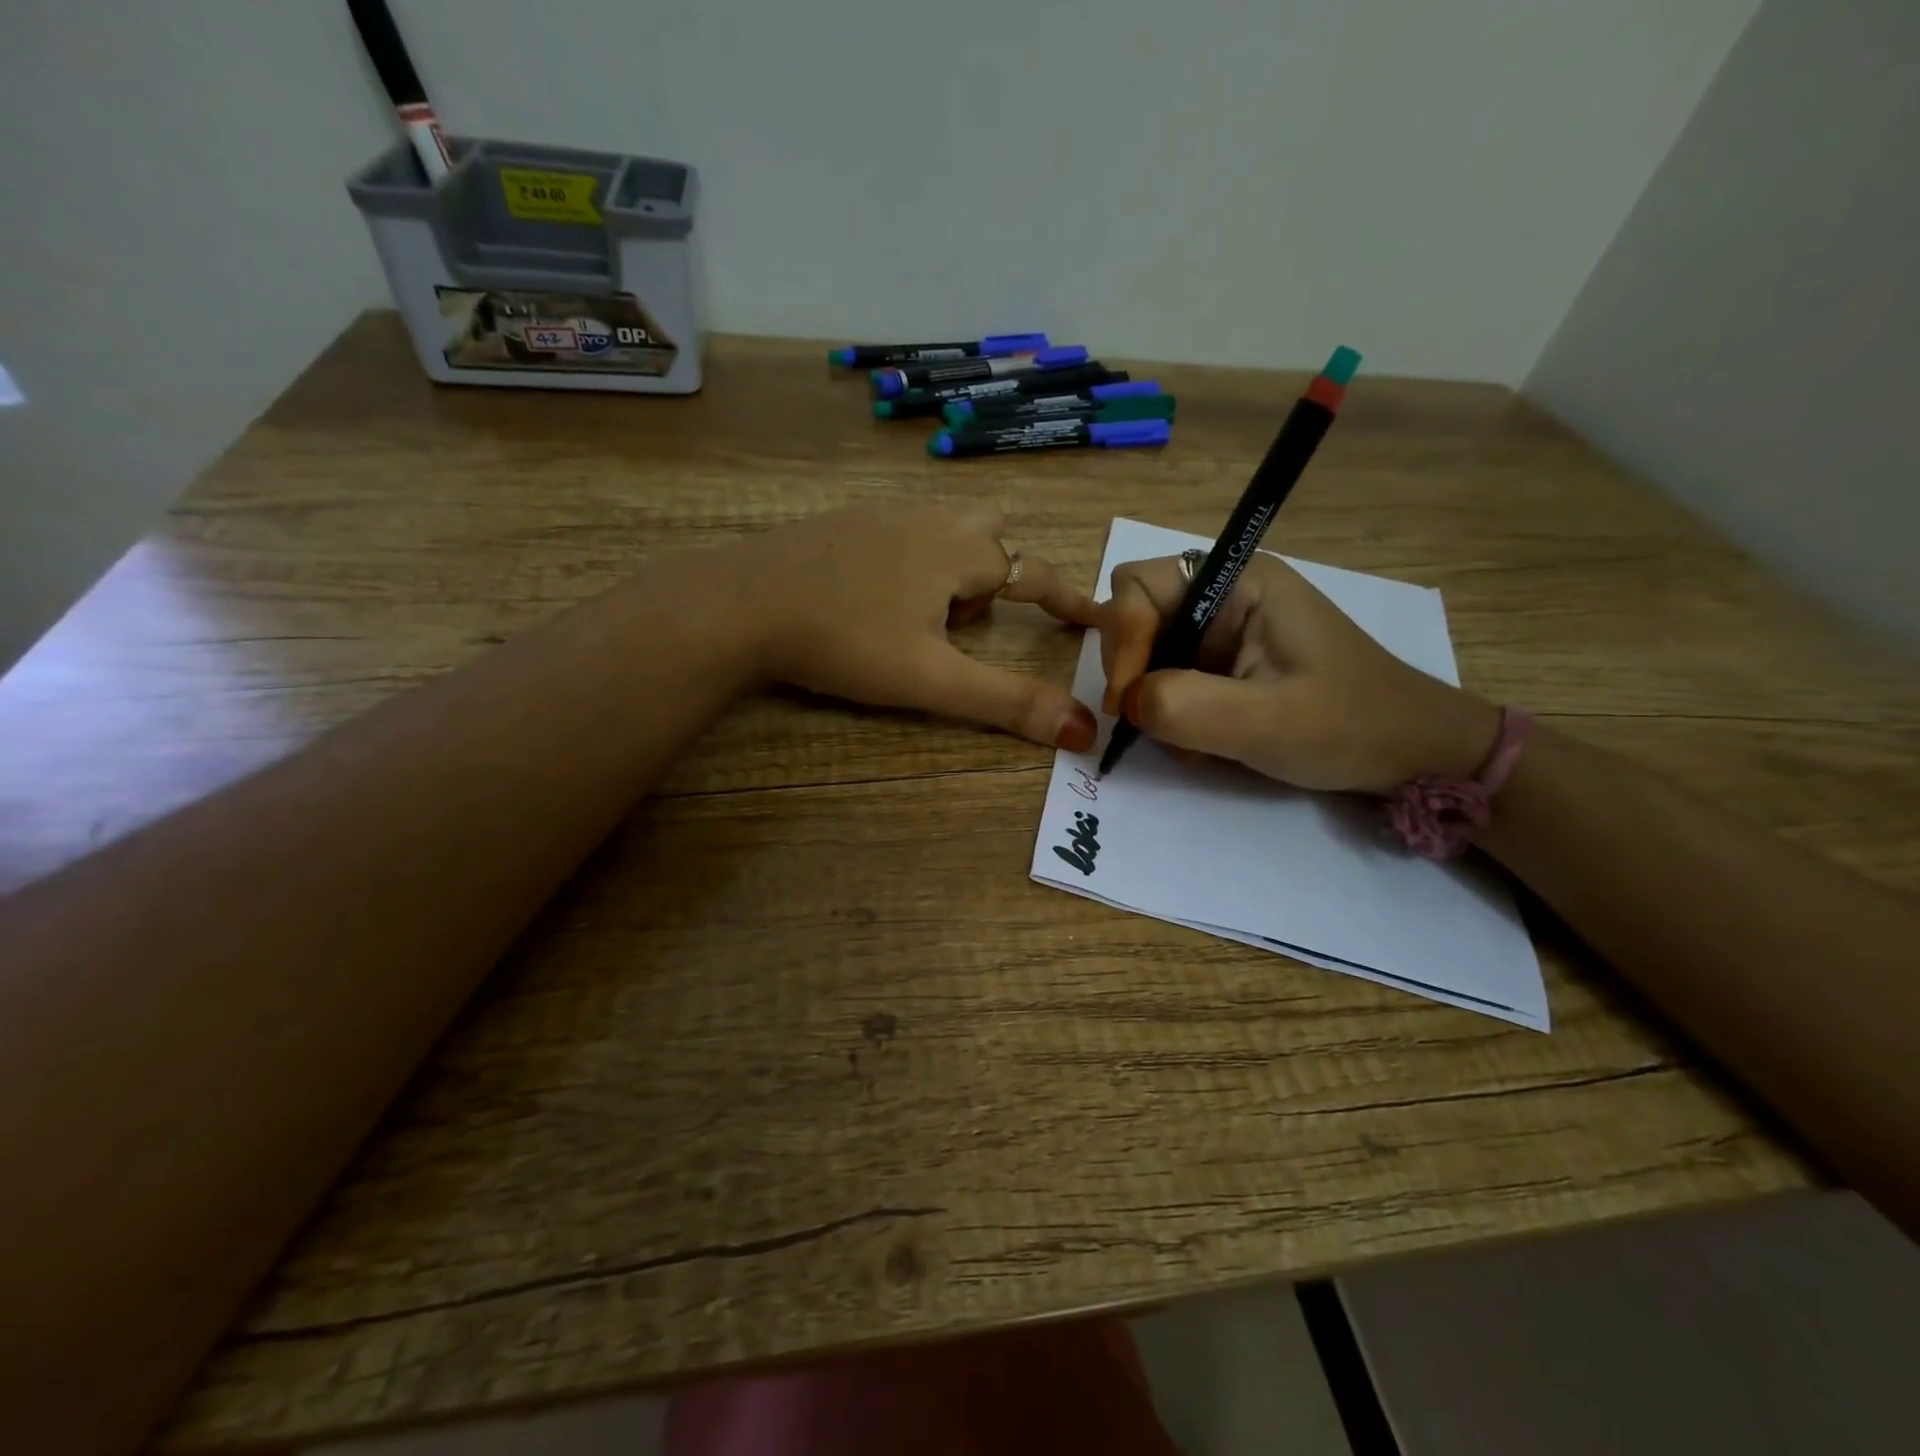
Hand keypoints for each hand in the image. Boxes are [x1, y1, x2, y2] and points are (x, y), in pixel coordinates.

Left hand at [739, 502, 1100, 749]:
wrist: (741, 604)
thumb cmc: (846, 642)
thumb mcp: (931, 680)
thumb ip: (1007, 702)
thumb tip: (1084, 730)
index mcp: (957, 552)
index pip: (1035, 570)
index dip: (1068, 596)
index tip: (1092, 615)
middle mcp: (926, 519)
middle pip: (989, 535)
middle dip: (993, 578)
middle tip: (962, 626)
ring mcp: (878, 514)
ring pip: (941, 531)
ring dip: (948, 571)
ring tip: (914, 620)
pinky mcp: (838, 521)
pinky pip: (897, 532)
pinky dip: (906, 562)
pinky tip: (868, 598)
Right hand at [1099, 552, 1500, 792]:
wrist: (1411, 753)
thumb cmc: (1350, 726)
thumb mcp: (1266, 721)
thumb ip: (1185, 706)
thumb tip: (1128, 703)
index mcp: (1239, 581)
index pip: (1138, 585)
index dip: (1123, 639)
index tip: (1129, 702)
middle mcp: (1223, 594)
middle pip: (1136, 616)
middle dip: (1134, 673)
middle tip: (1148, 724)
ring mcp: (1222, 630)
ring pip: (1148, 654)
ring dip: (1152, 701)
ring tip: (1188, 742)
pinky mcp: (1224, 663)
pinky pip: (1168, 678)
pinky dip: (1170, 713)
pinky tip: (1202, 742)